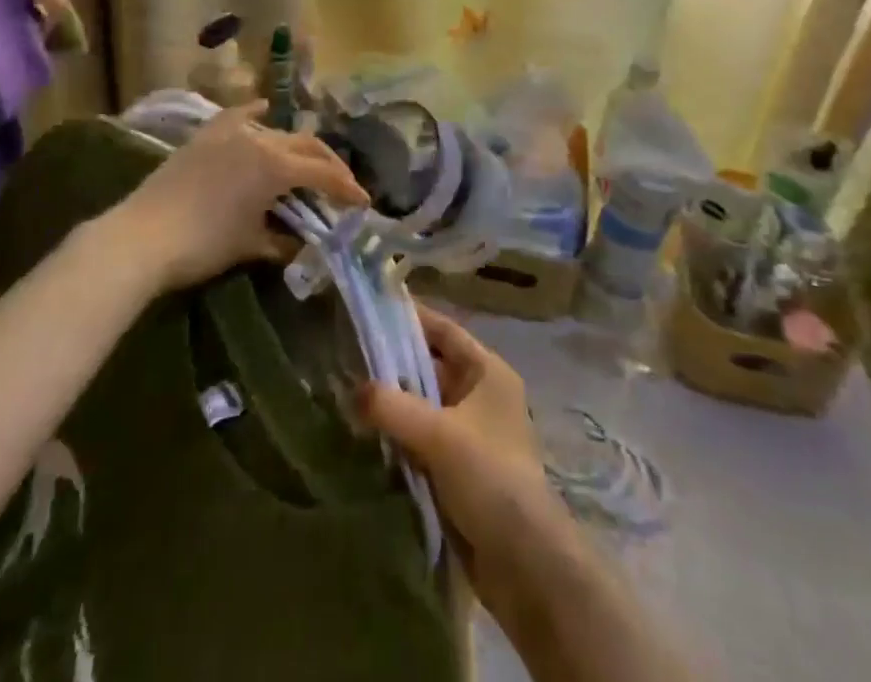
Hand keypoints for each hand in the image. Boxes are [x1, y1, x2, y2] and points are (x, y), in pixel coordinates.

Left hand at [114, 101, 368, 290]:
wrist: (141, 237)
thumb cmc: (202, 245)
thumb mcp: (250, 245)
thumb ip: (283, 239)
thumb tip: (300, 242)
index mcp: (276, 166)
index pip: (323, 173)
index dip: (347, 188)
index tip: (364, 203)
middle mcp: (260, 139)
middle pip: (306, 145)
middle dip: (329, 164)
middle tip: (342, 185)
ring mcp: (231, 132)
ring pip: (276, 131)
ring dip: (297, 147)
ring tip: (306, 163)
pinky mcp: (206, 135)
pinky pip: (239, 116)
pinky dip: (256, 114)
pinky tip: (263, 111)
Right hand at [358, 309, 574, 616]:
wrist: (524, 562)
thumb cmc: (490, 477)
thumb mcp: (439, 435)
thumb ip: (393, 407)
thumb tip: (351, 390)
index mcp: (487, 371)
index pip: (444, 330)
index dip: (412, 318)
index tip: (373, 309)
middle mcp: (481, 394)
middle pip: (431, 367)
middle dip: (393, 365)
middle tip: (348, 356)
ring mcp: (471, 433)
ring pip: (424, 406)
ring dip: (393, 404)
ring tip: (346, 394)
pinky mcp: (460, 469)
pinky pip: (423, 439)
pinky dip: (399, 436)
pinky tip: (365, 436)